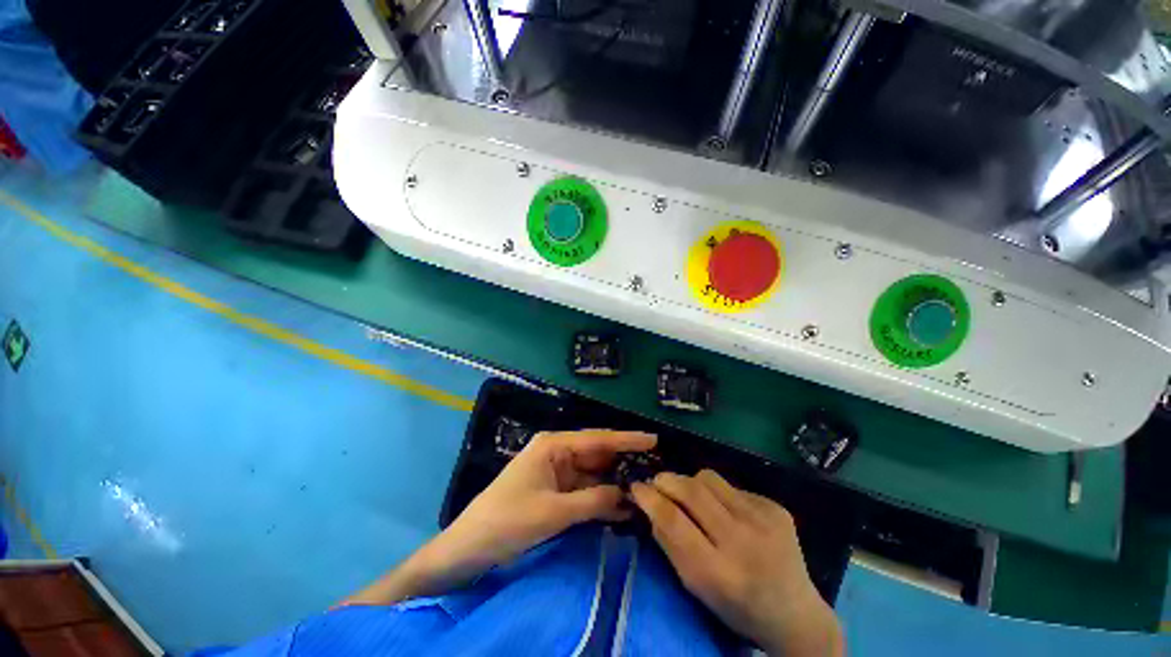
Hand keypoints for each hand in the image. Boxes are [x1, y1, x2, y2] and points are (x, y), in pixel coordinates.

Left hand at [439, 429, 656, 570]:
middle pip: (597, 454)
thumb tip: (628, 496)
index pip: (597, 439)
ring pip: (593, 474)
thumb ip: (593, 501)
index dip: (627, 440)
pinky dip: (602, 498)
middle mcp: (557, 452)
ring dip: (615, 483)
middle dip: (623, 462)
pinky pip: (585, 490)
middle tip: (656, 468)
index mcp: (553, 445)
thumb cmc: (507, 521)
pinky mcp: (555, 491)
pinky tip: (623, 506)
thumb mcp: (553, 512)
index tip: (653, 440)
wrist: (469, 548)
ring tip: (646, 489)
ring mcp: (556, 472)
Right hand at [631, 470, 843, 656]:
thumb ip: (669, 544)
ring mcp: (763, 520)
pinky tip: (728, 513)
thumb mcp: (695, 587)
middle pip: (691, 490)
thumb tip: (649, 504)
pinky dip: (720, 494)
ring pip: (709, 478)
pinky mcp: (776, 508)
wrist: (795, 614)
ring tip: (695, 499)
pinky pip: (732, 486)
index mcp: (719, 572)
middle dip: (667, 480)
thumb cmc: (735, 607)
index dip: (650, 498)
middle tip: (658, 482)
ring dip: (692, 483)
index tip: (636, 486)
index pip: (673, 521)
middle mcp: (742, 541)